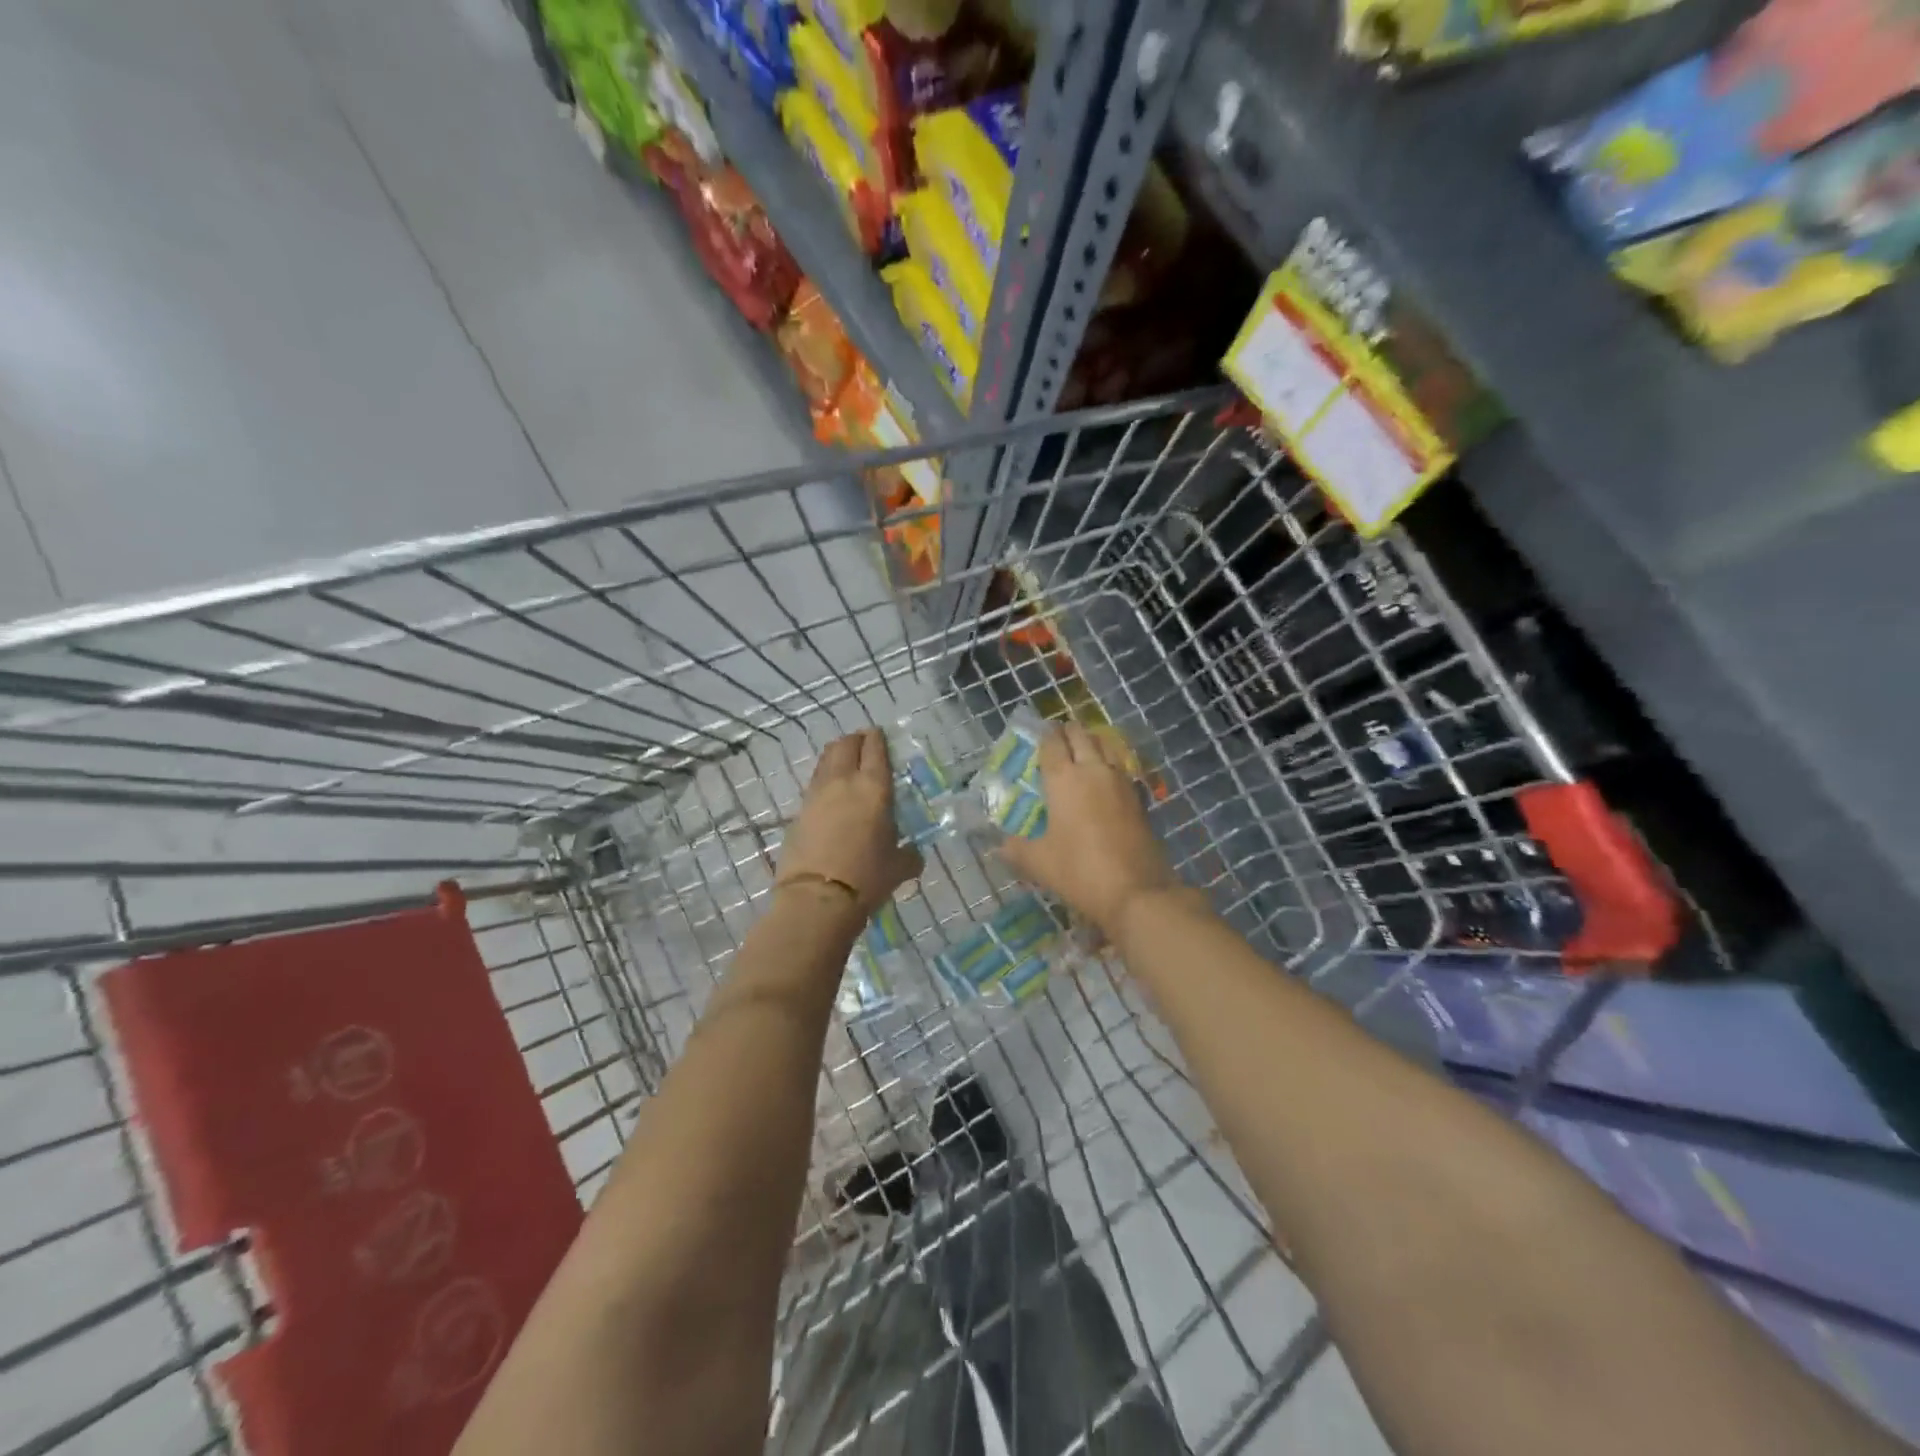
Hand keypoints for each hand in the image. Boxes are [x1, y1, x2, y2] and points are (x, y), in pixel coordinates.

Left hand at [776, 728, 922, 918]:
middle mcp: (844, 782)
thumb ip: (909, 855)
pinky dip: (824, 780)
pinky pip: (814, 784)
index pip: (875, 749)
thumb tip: (913, 855)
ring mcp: (817, 794)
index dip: (877, 739)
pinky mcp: (799, 811)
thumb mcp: (900, 867)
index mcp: (874, 788)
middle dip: (855, 740)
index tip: (879, 735)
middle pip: (845, 745)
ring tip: (845, 764)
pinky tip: (831, 794)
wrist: (818, 898)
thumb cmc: (868, 878)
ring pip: (825, 760)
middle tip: (863, 746)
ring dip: (836, 756)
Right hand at [998, 725, 1178, 932]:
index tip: (1038, 735)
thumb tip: (999, 846)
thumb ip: (1016, 849)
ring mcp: (1120, 781)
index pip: (1052, 743)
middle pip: (1081, 735)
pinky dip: (1110, 763)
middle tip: (1058, 740)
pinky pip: (1121, 767)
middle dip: (1068, 732)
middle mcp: (1093, 770)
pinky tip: (1104, 779)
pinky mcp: (1138, 797)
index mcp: (1064, 778)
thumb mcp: (1039, 863)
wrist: (1136, 891)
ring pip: (1106, 746)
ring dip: (1093, 743)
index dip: (1044, 735)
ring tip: (1082, 751)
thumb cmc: (1079, 870)